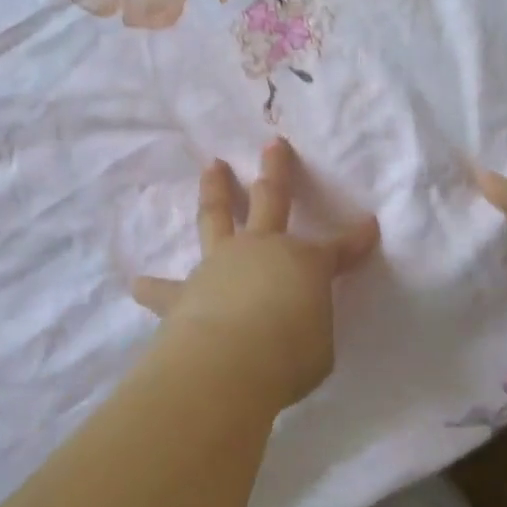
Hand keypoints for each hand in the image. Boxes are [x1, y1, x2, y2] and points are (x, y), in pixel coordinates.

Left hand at [134, 140, 380, 409]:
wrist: (231, 362)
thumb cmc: (290, 355)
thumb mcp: (319, 346)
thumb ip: (307, 326)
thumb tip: (293, 324)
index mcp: (305, 263)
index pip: (339, 249)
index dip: (356, 239)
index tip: (369, 225)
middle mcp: (263, 250)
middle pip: (271, 198)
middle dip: (276, 170)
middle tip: (273, 144)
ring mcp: (220, 263)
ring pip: (217, 217)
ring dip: (216, 191)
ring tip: (212, 168)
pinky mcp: (185, 292)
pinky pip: (166, 289)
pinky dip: (153, 287)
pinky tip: (138, 283)